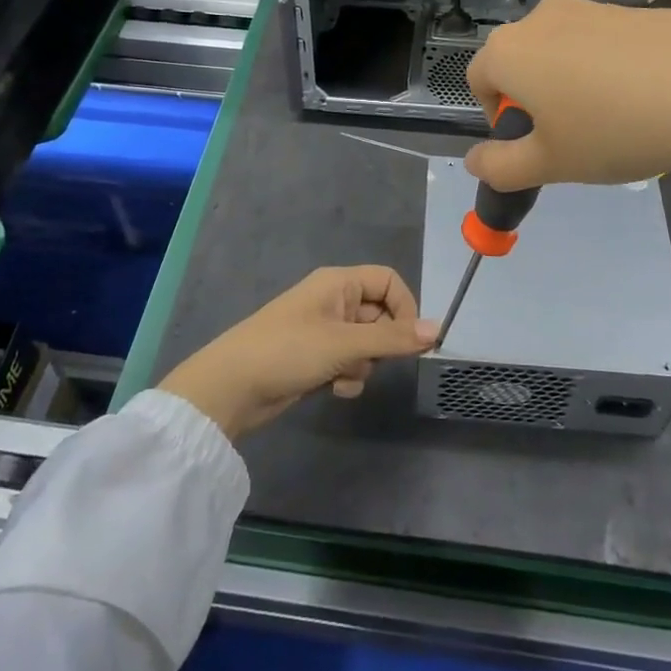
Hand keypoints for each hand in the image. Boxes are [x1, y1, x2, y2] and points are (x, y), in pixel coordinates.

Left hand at [157, 266, 436, 441]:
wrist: (232, 386)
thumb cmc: (288, 350)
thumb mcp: (345, 343)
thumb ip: (393, 338)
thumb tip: (438, 330)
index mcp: (339, 282)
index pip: (389, 281)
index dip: (405, 308)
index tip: (412, 340)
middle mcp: (333, 300)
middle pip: (380, 315)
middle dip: (380, 344)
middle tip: (368, 360)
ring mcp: (324, 330)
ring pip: (366, 344)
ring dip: (362, 365)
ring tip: (342, 375)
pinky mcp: (315, 357)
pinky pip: (348, 362)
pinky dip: (347, 376)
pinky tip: (332, 389)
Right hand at [463, 0, 670, 190]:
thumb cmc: (616, 129)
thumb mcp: (551, 163)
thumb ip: (501, 167)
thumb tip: (476, 161)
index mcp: (508, 50)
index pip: (477, 80)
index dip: (497, 117)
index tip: (534, 145)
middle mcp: (541, 18)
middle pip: (520, 62)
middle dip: (534, 100)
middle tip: (573, 138)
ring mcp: (590, 7)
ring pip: (562, 53)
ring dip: (572, 85)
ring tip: (616, 122)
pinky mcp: (633, 9)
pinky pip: (602, 44)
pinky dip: (609, 70)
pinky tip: (647, 99)